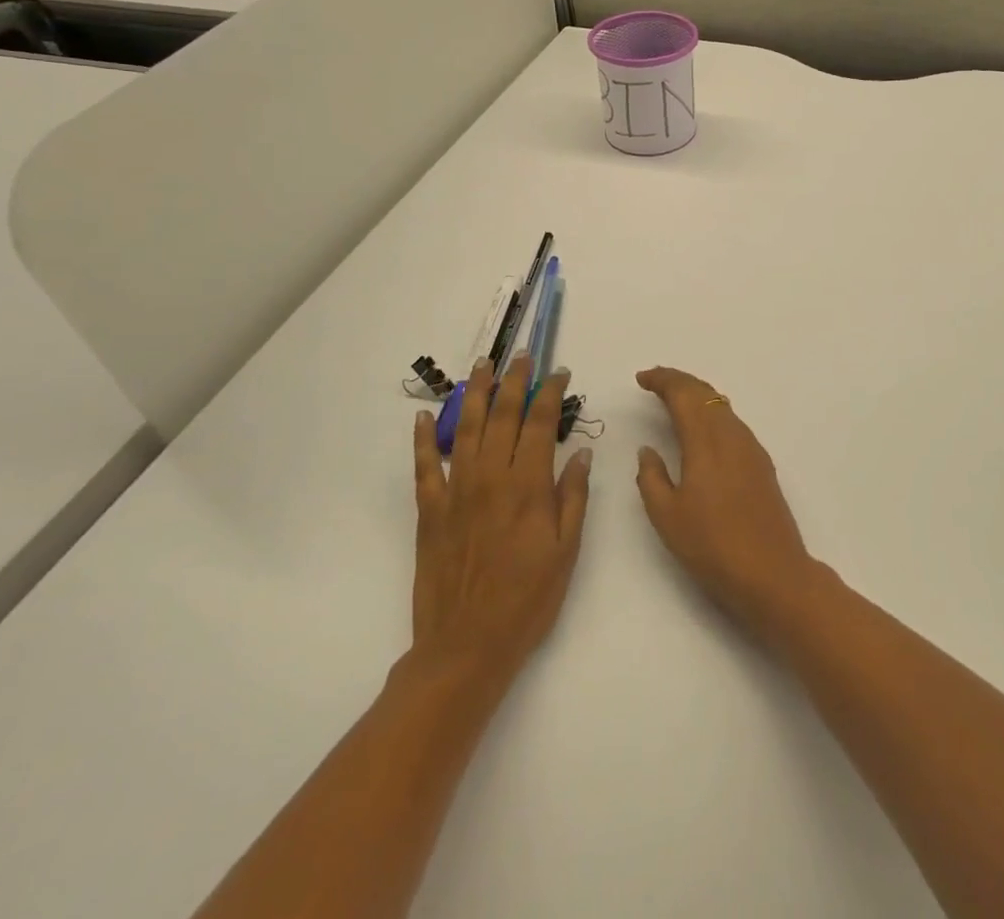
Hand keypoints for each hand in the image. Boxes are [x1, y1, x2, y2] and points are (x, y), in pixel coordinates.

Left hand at [409, 357, 591, 681]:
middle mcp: (491, 477)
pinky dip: (422, 440)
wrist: (466, 647)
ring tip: (481, 365)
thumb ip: (573, 497)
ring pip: (465, 429)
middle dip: (515, 381)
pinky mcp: (429, 512)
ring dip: (474, 393)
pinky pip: (424, 467)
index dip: (551, 392)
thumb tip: (581, 452)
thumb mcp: (567, 551)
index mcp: (528, 486)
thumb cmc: (528, 600)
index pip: (541, 423)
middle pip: (503, 415)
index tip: (559, 372)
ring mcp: (456, 492)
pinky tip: (422, 417)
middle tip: (522, 356)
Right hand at [634, 367, 817, 641]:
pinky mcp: (762, 463)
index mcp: (705, 440)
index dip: (662, 380)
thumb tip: (648, 449)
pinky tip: (704, 431)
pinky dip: (712, 414)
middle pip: (705, 393)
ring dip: (697, 397)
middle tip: (655, 382)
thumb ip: (651, 477)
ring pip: (721, 406)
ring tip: (675, 402)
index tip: (642, 378)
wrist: (773, 573)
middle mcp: (731, 434)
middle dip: (679, 382)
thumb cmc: (712, 545)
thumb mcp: (667, 516)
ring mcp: (751, 448)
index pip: (683, 394)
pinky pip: (732, 423)